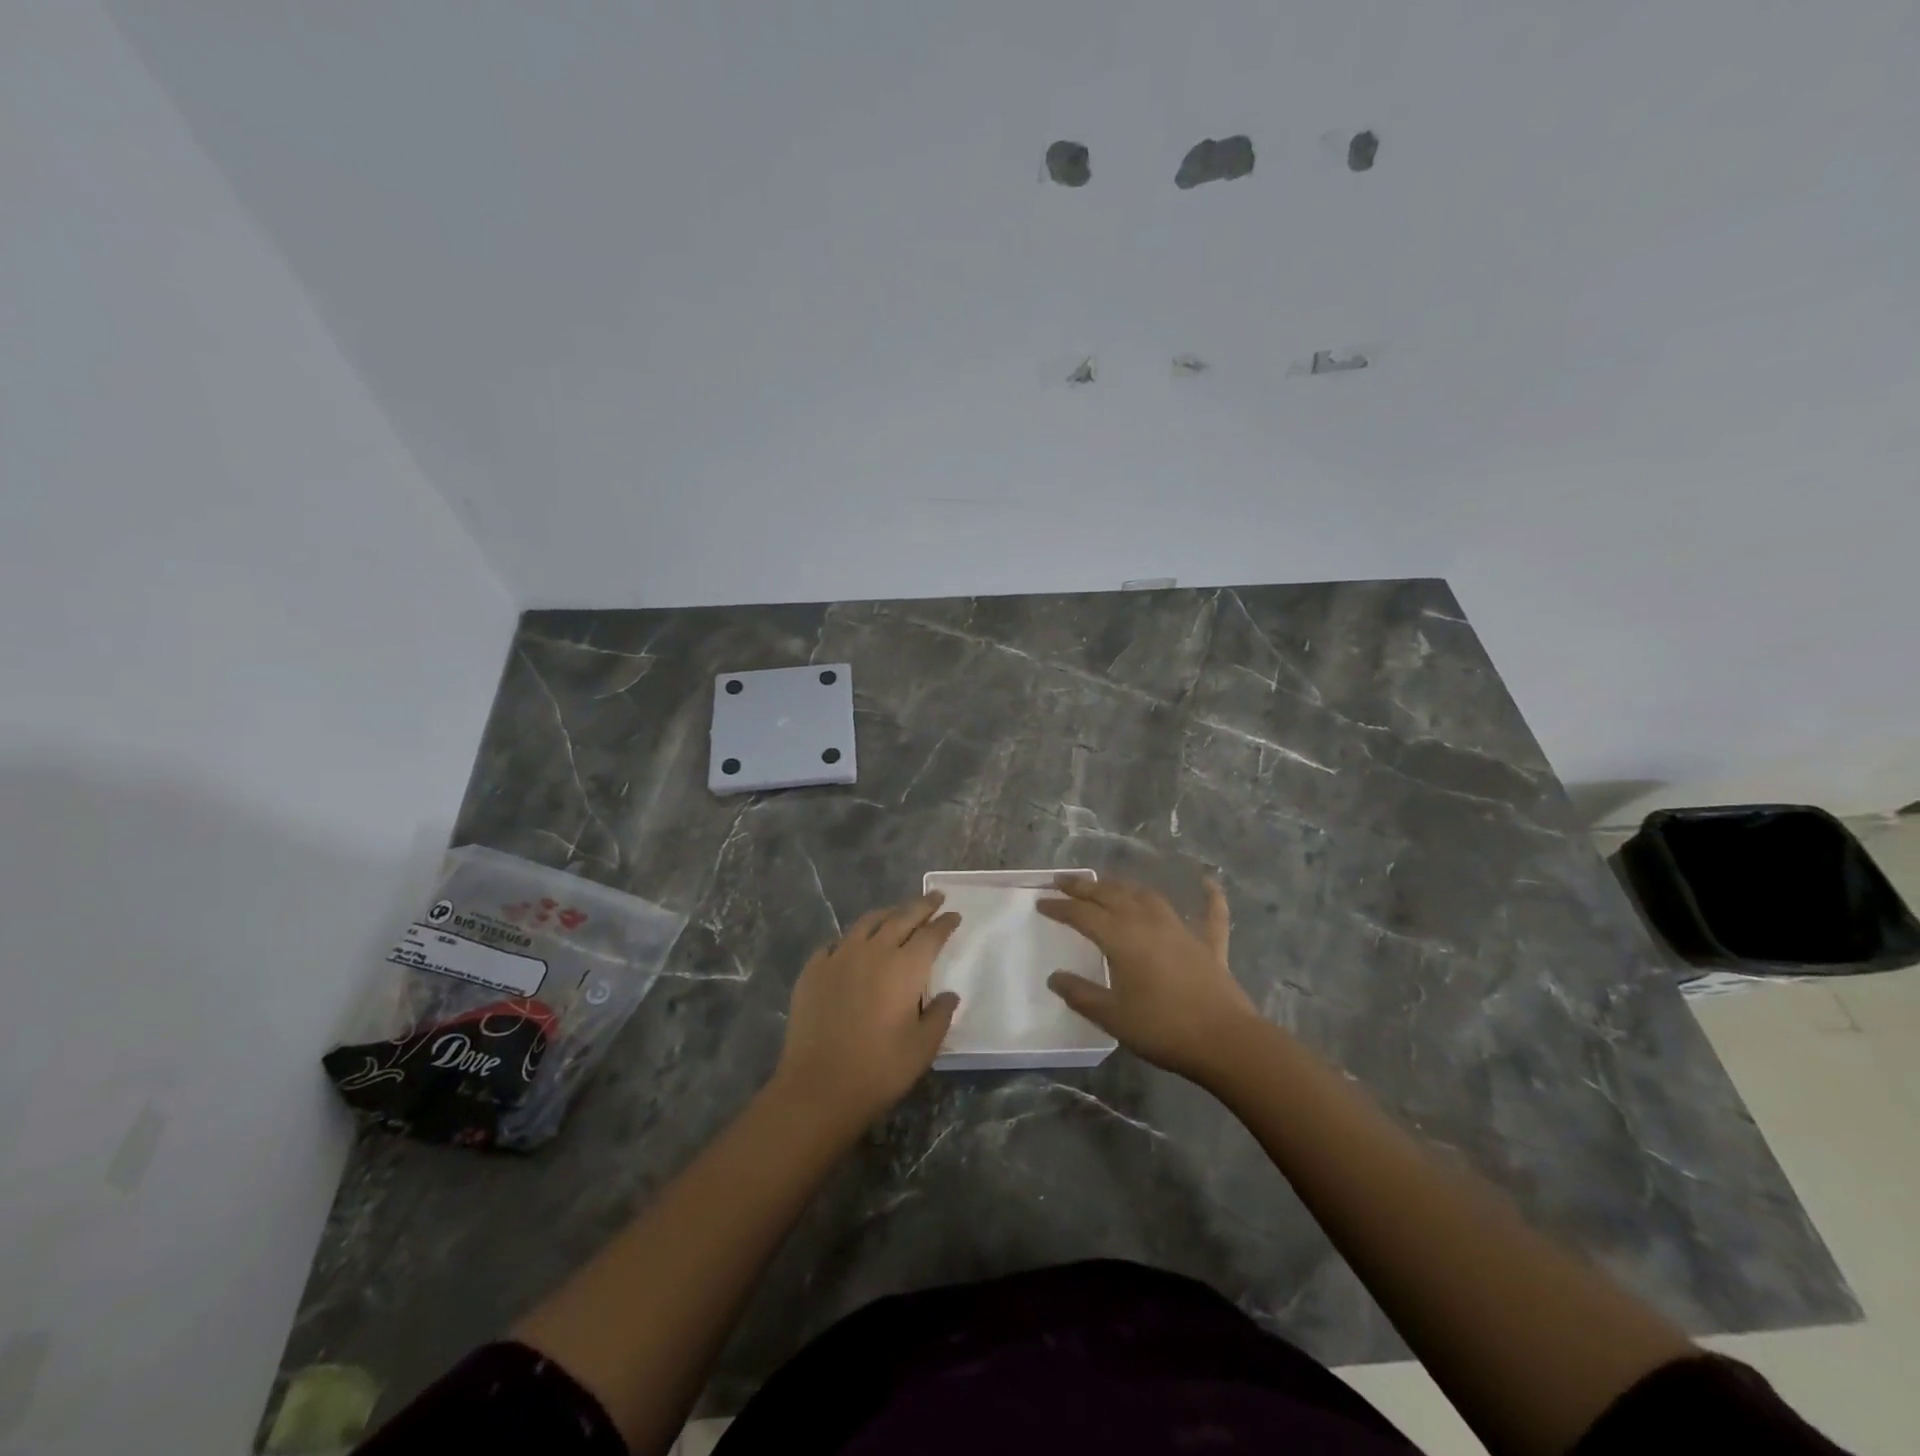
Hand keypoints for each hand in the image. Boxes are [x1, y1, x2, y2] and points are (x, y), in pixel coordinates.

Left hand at [774, 893, 961, 1129]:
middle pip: (902, 918)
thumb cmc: (879, 1069)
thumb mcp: (923, 1048)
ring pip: (867, 923)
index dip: (945, 923)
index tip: (954, 915)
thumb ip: (940, 1015)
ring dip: (887, 914)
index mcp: (905, 967)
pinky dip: (852, 939)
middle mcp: (873, 951)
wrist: (818, 1087)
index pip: (931, 935)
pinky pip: (836, 943)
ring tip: (897, 913)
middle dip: (921, 906)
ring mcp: (839, 957)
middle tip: (934, 897)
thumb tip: (948, 995)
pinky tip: (853, 946)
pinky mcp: (813, 969)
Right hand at [1039, 876, 1257, 1080]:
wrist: (1225, 1041)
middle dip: (1085, 887)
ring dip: (1124, 886)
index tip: (1041, 902)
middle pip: (1111, 895)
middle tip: (1064, 881)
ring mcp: (1181, 930)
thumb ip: (1082, 995)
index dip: (1060, 907)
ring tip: (1107, 883)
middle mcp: (1148, 922)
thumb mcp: (1113, 1017)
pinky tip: (1207, 881)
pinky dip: (1209, 896)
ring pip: (1147, 896)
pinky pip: (1210, 914)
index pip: (1082, 915)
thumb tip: (1055, 977)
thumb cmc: (1162, 1028)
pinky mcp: (1209, 945)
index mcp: (1121, 937)